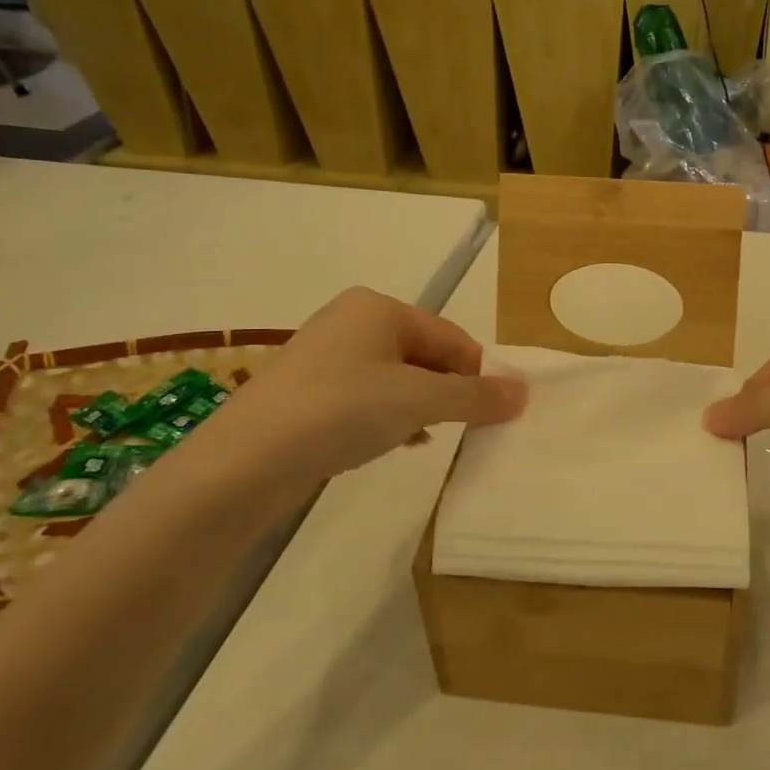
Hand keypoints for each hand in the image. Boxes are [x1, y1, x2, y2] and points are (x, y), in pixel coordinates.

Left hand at [179, 289, 525, 503]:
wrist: (245, 462)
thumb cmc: (341, 411)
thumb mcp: (420, 401)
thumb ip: (476, 396)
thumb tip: (525, 392)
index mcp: (379, 308)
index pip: (452, 337)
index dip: (477, 375)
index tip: (493, 415)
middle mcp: (352, 322)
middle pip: (425, 356)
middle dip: (447, 392)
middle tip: (460, 430)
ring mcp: (326, 357)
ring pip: (397, 380)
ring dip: (420, 408)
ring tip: (425, 439)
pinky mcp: (309, 392)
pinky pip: (368, 398)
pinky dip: (388, 418)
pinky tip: (393, 444)